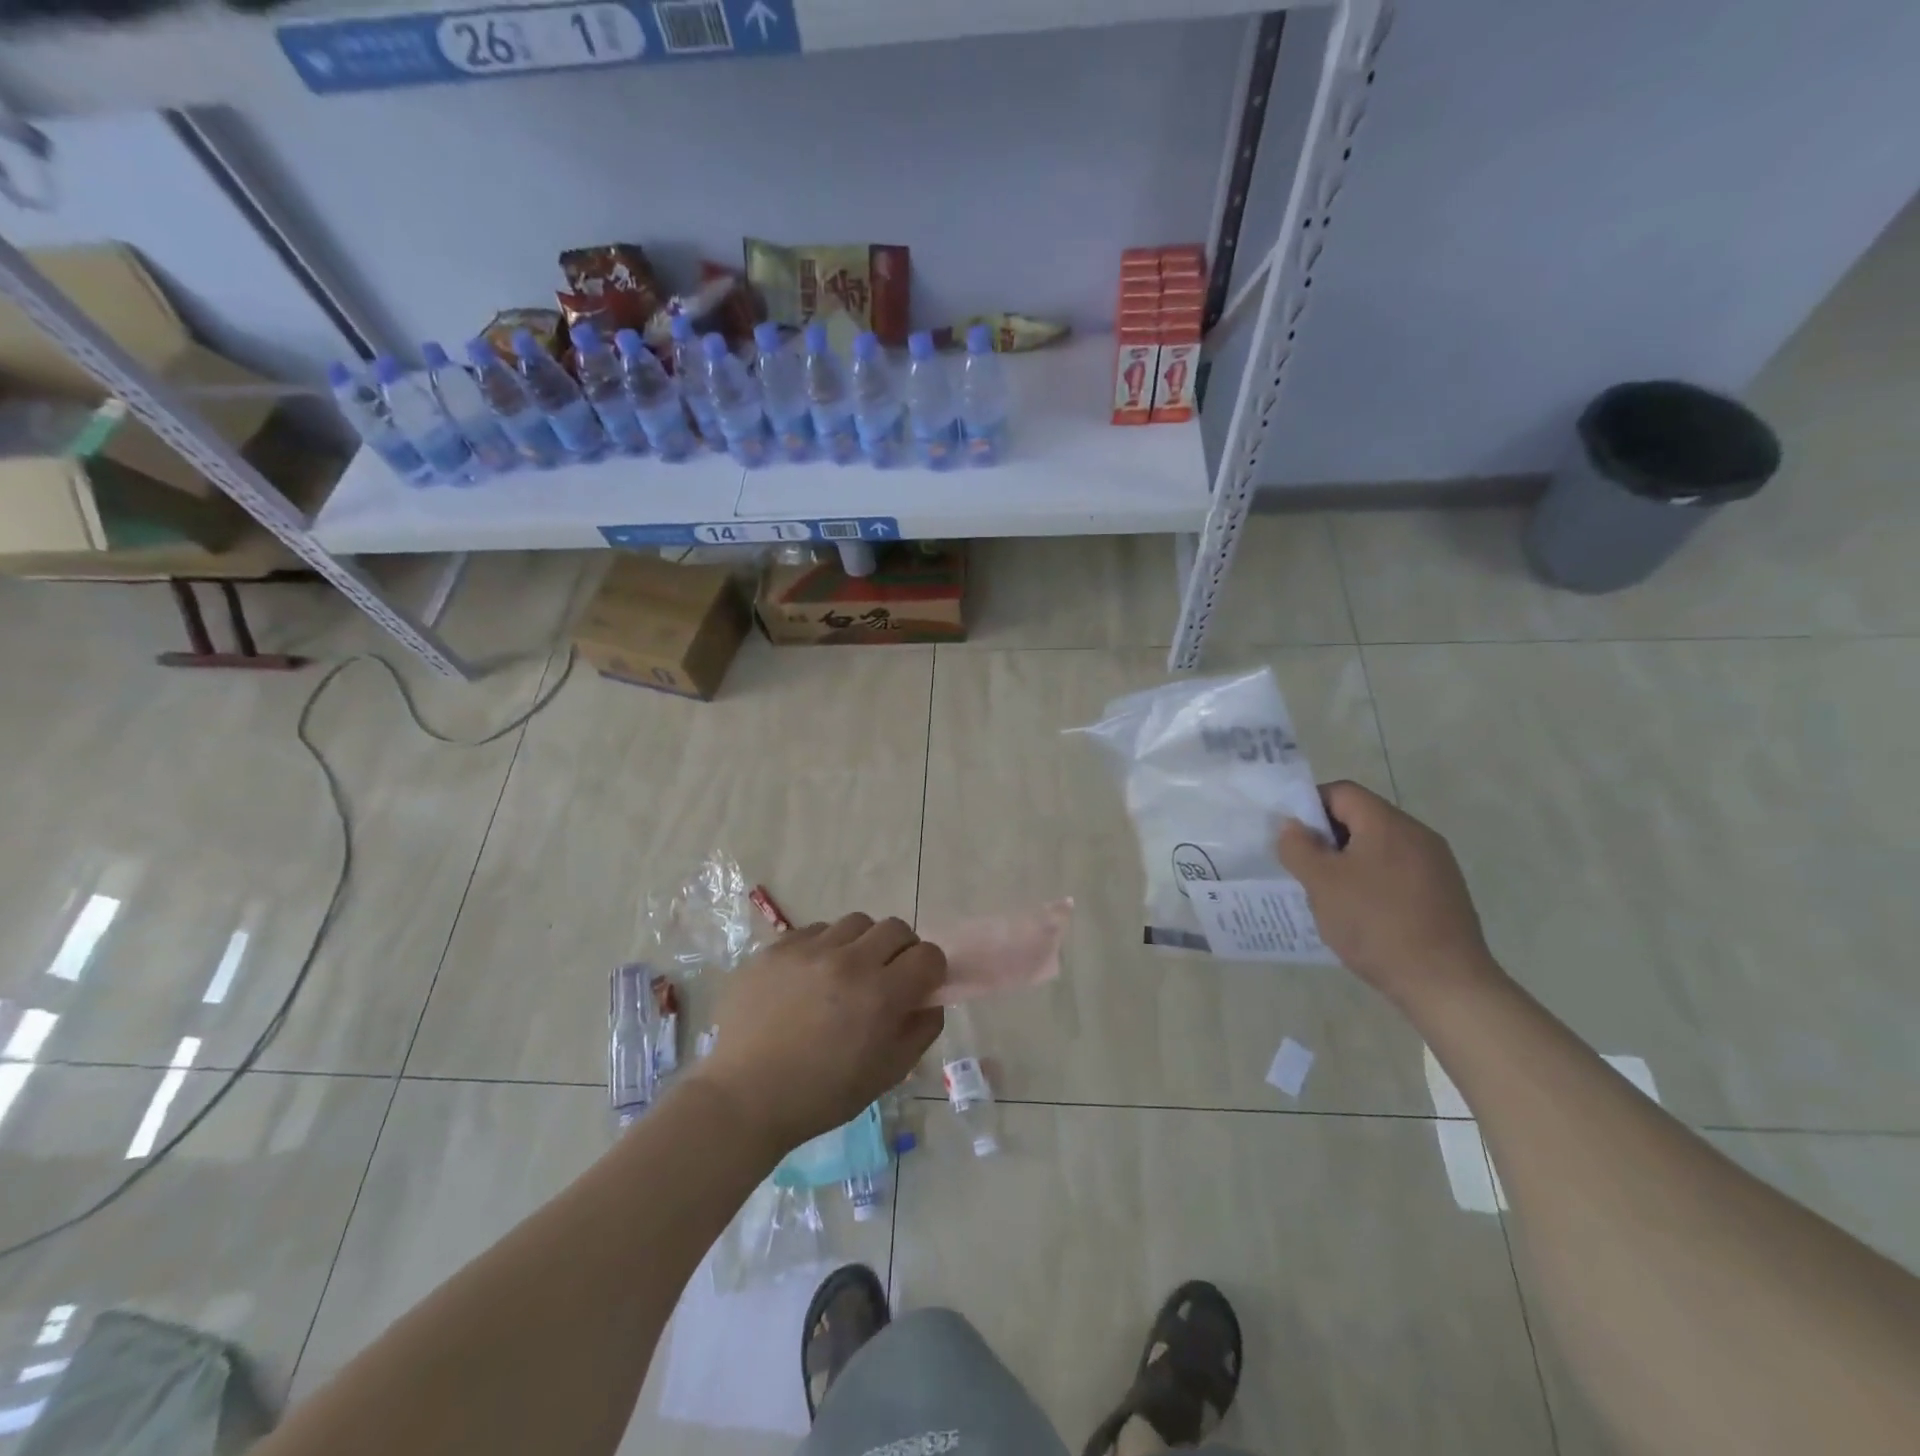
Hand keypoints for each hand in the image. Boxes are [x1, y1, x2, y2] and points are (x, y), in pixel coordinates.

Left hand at [691, 914, 945, 1155]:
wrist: (744, 1098)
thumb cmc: (821, 1095)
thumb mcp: (887, 1074)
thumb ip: (921, 1030)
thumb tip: (931, 998)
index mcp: (880, 995)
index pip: (928, 955)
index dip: (930, 970)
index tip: (919, 987)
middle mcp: (848, 961)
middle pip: (895, 928)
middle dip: (900, 950)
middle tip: (885, 977)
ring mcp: (808, 949)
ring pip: (855, 923)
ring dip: (861, 944)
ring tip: (844, 974)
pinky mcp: (776, 948)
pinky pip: (814, 931)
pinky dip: (823, 948)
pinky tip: (809, 978)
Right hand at [1278, 781, 1497, 1004]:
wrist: (1446, 984)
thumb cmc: (1376, 924)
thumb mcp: (1321, 883)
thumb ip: (1298, 847)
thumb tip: (1292, 826)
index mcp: (1387, 823)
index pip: (1341, 792)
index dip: (1309, 807)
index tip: (1292, 839)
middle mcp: (1417, 834)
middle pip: (1361, 817)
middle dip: (1327, 838)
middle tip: (1306, 870)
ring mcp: (1436, 864)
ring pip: (1378, 847)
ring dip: (1349, 862)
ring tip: (1331, 896)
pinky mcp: (1444, 892)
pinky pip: (1397, 871)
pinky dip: (1373, 882)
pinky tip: (1363, 914)